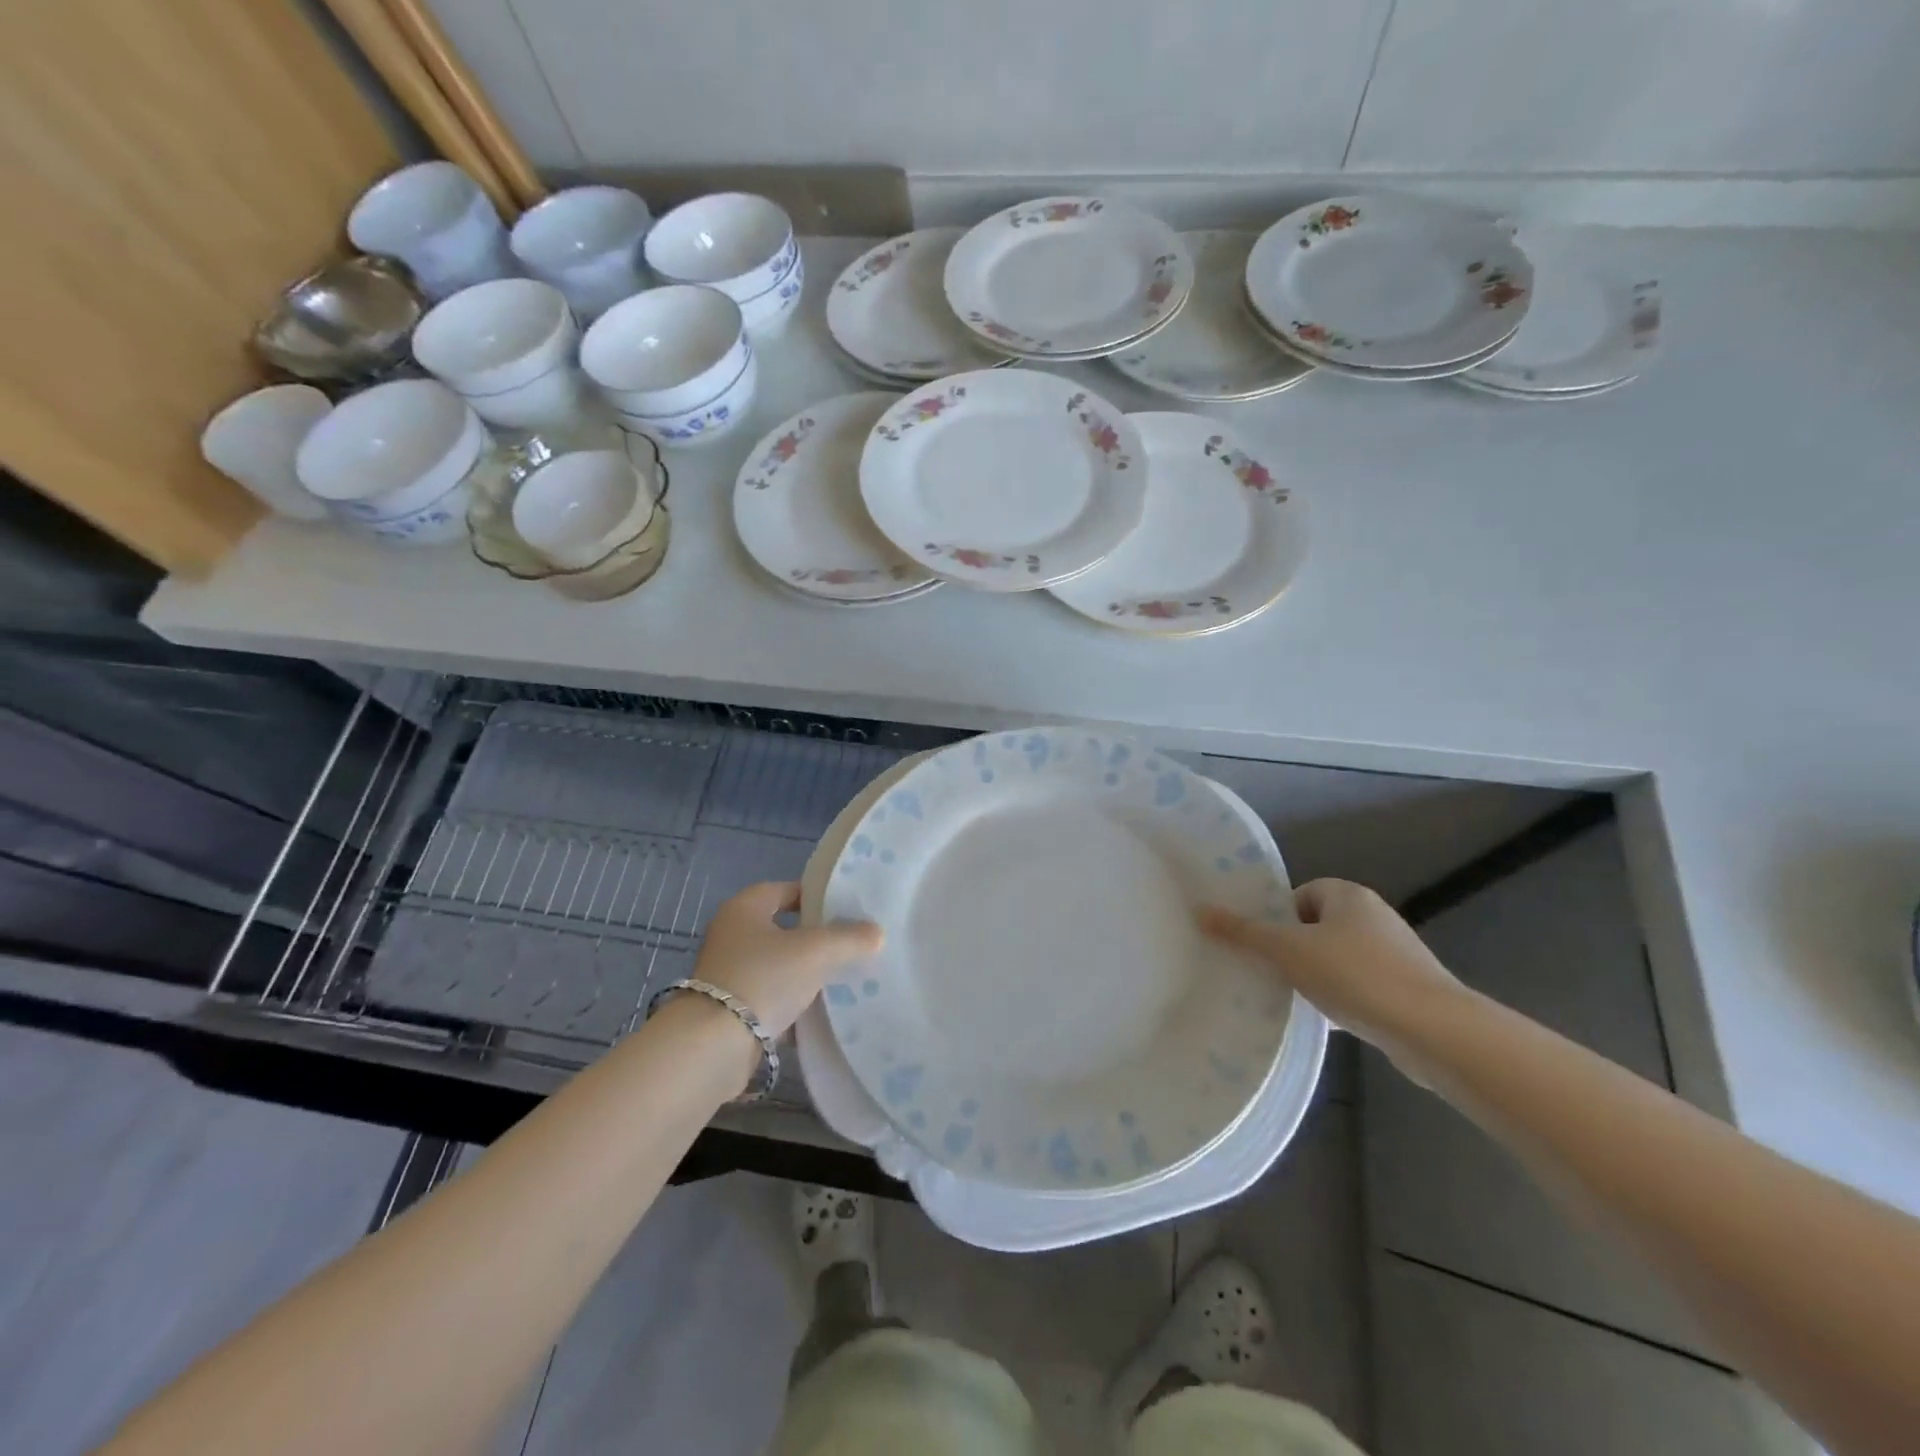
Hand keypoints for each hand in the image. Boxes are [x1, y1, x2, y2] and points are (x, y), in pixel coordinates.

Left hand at [686, 881, 881, 1038]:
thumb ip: (849, 938)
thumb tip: (876, 933)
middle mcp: (731, 935)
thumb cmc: (764, 978)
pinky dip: (793, 1005)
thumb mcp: (816, 951)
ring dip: (805, 973)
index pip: (785, 890)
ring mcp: (728, 974)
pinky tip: (821, 1014)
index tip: (846, 910)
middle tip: (850, 944)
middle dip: (815, 939)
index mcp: (744, 908)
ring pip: (778, 966)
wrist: (714, 1045)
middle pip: (783, 930)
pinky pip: (771, 999)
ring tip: (843, 980)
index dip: (816, 896)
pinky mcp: (730, 1010)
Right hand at [1200, 879, 1461, 1052]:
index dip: (1279, 917)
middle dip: (1294, 949)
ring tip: (1295, 999)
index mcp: (1349, 896)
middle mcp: (1375, 917)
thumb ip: (1244, 933)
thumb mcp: (1288, 951)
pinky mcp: (1407, 990)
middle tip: (1271, 971)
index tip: (1264, 945)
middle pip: (1317, 927)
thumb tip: (1201, 910)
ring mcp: (1395, 954)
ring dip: (1317, 977)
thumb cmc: (1355, 976)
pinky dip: (1342, 1000)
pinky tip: (1328, 1022)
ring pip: (1338, 959)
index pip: (1301, 894)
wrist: (1433, 1031)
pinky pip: (1360, 987)